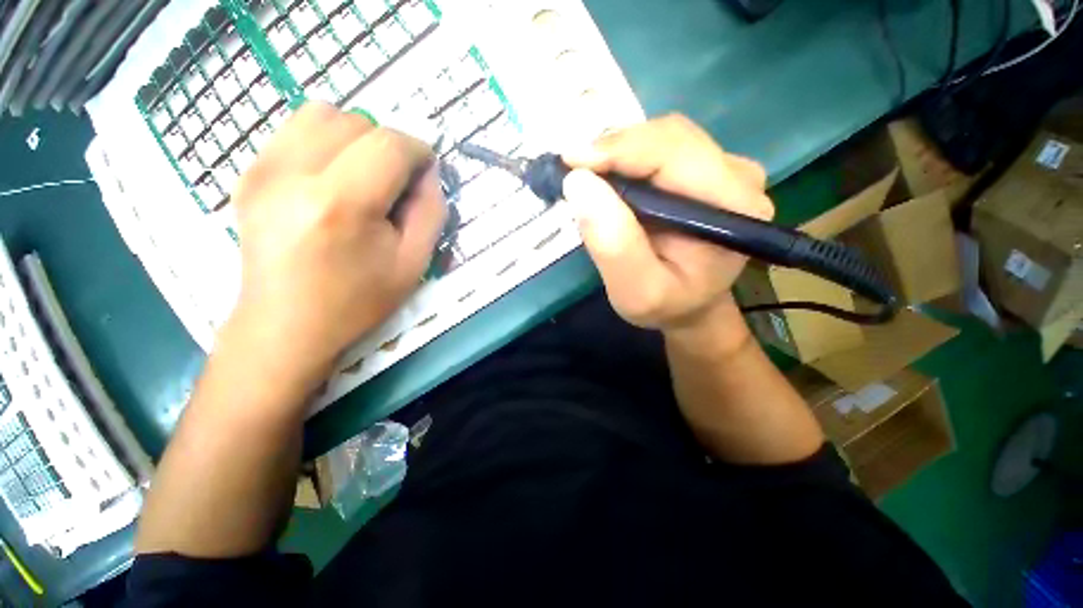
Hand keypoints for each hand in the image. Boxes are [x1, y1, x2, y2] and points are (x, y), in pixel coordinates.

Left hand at [227, 103, 445, 375]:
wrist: (286, 325)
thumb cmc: (358, 301)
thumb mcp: (413, 263)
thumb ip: (430, 211)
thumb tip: (428, 172)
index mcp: (341, 205)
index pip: (389, 144)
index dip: (418, 151)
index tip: (426, 174)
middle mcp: (292, 174)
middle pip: (356, 121)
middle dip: (388, 146)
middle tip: (395, 183)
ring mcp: (262, 169)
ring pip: (322, 113)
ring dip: (355, 137)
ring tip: (363, 175)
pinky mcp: (248, 172)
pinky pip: (295, 130)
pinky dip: (326, 142)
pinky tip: (332, 178)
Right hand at [562, 114, 772, 335]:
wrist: (690, 306)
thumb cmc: (667, 305)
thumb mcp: (636, 292)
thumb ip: (614, 246)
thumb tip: (579, 184)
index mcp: (732, 208)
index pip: (674, 155)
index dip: (620, 150)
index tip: (571, 162)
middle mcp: (738, 177)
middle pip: (669, 137)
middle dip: (614, 149)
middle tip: (573, 171)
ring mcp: (725, 169)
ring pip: (663, 138)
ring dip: (618, 153)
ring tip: (588, 177)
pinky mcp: (707, 170)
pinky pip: (661, 148)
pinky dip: (627, 158)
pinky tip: (608, 178)